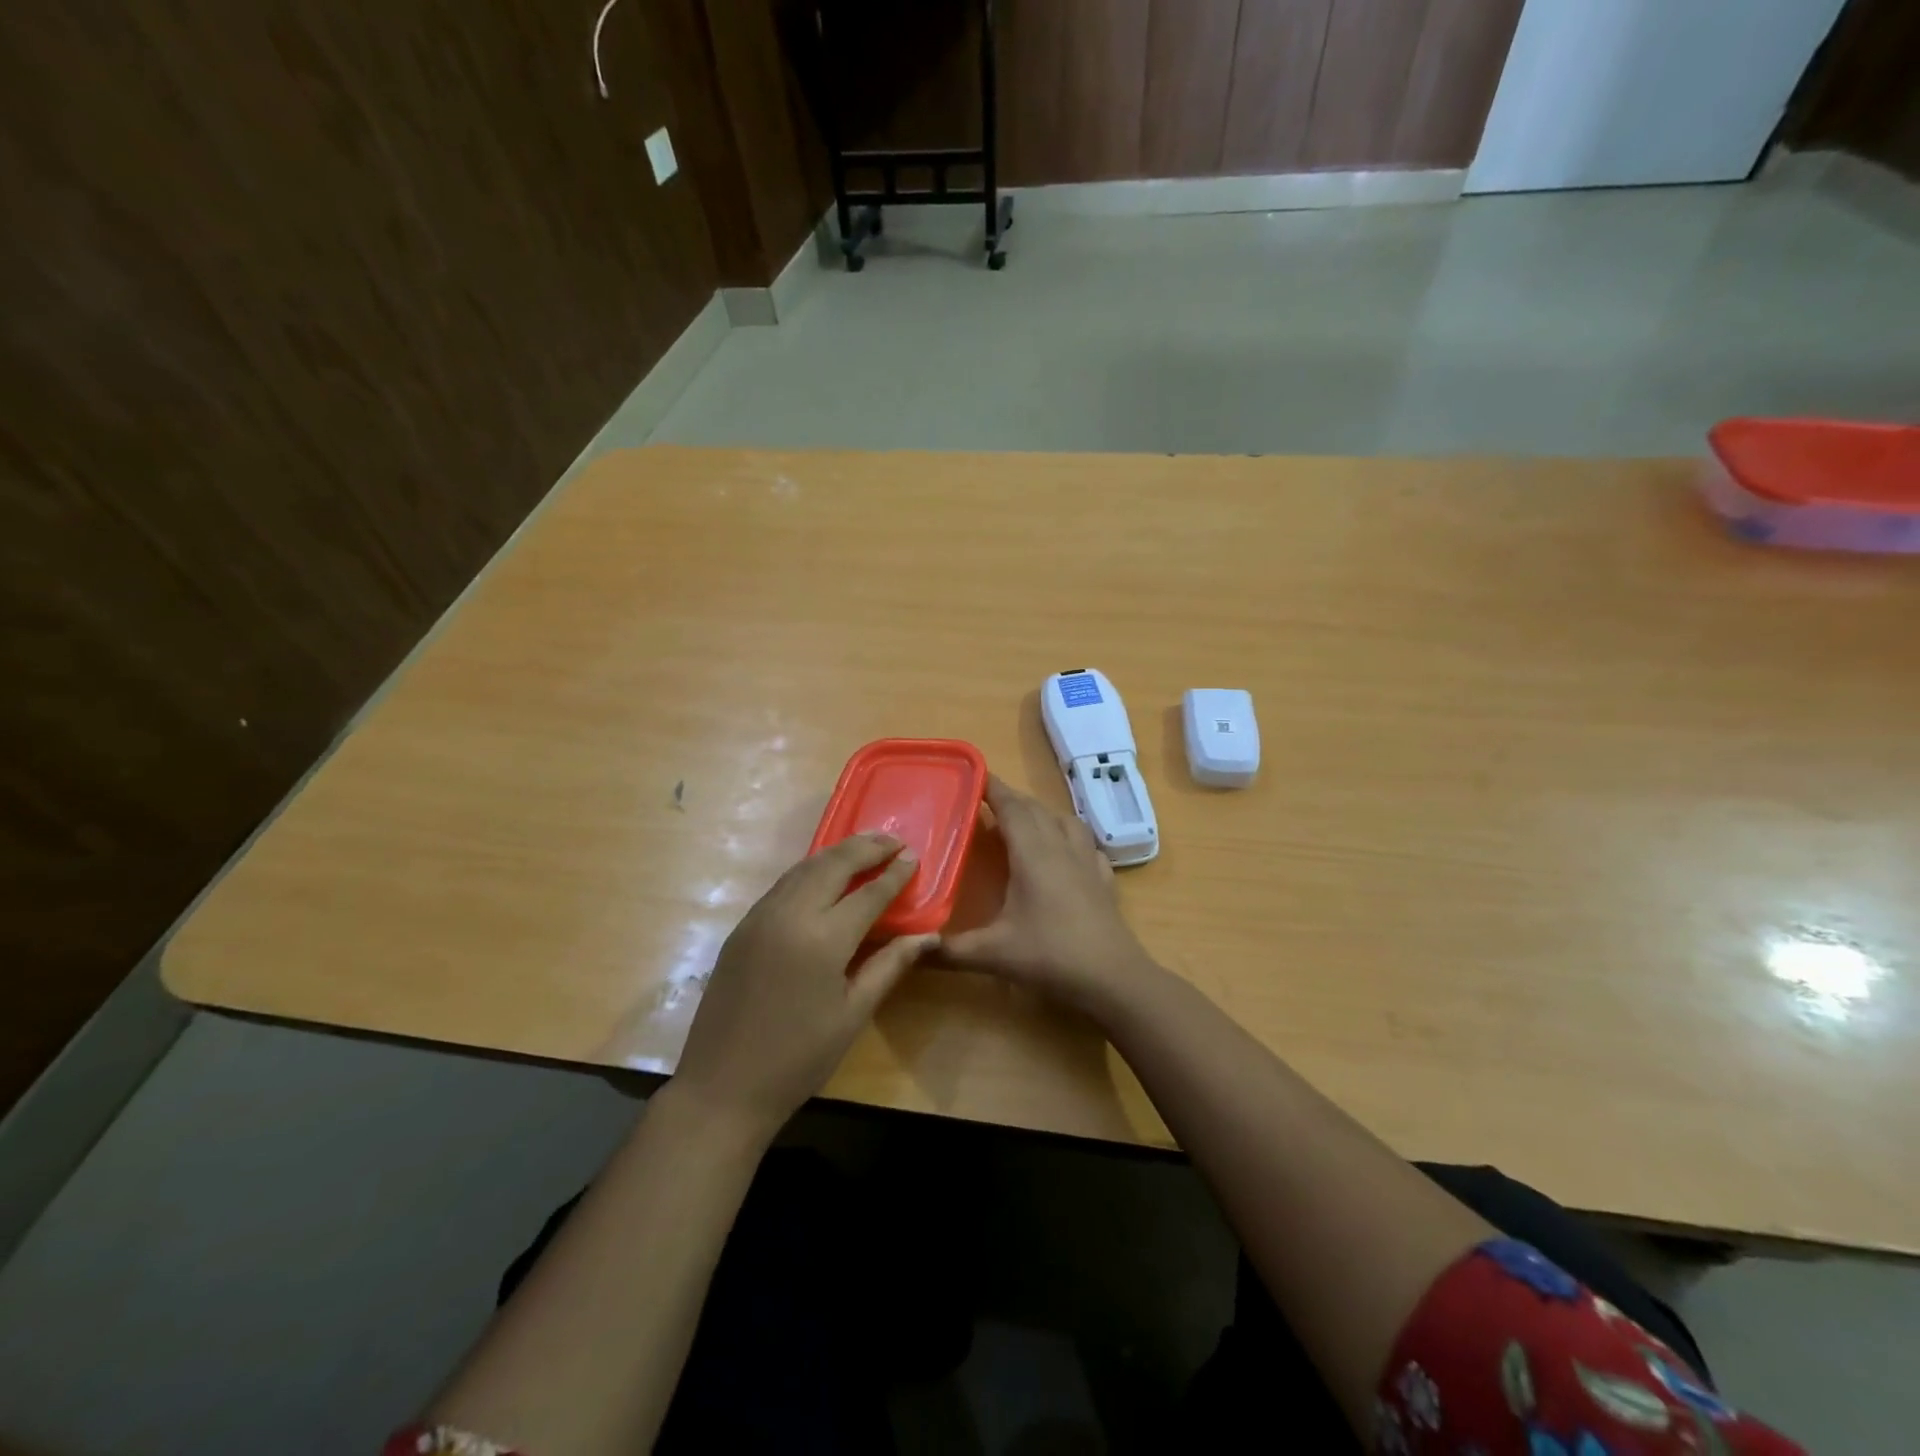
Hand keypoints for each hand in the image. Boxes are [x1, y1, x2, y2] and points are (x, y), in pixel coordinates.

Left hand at [674, 834, 933, 1134]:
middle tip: (893, 839)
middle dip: (866, 847)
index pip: (868, 893)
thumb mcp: (853, 1014)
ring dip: (837, 853)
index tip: (913, 855)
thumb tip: (928, 937)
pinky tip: (825, 875)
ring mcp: (761, 917)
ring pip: (804, 868)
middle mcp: (790, 915)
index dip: (894, 873)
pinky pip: (783, 884)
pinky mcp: (743, 927)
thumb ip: (889, 966)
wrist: (723, 1086)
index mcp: (823, 940)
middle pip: (833, 865)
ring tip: (865, 847)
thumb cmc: (799, 1058)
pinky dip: (810, 870)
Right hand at [942, 776, 1161, 1014]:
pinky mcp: (1104, 879)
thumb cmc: (1050, 956)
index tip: (973, 775)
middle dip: (1011, 799)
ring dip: (1041, 813)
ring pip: (1064, 820)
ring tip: (1024, 822)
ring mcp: (1087, 861)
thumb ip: (949, 949)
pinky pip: (1086, 844)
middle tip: (986, 801)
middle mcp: (1061, 847)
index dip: (992, 788)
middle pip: (1035, 809)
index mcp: (1032, 853)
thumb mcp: (993, 954)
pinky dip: (1069, 837)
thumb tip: (911, 945)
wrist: (1113, 978)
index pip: (1011, 807)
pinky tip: (1065, 853)